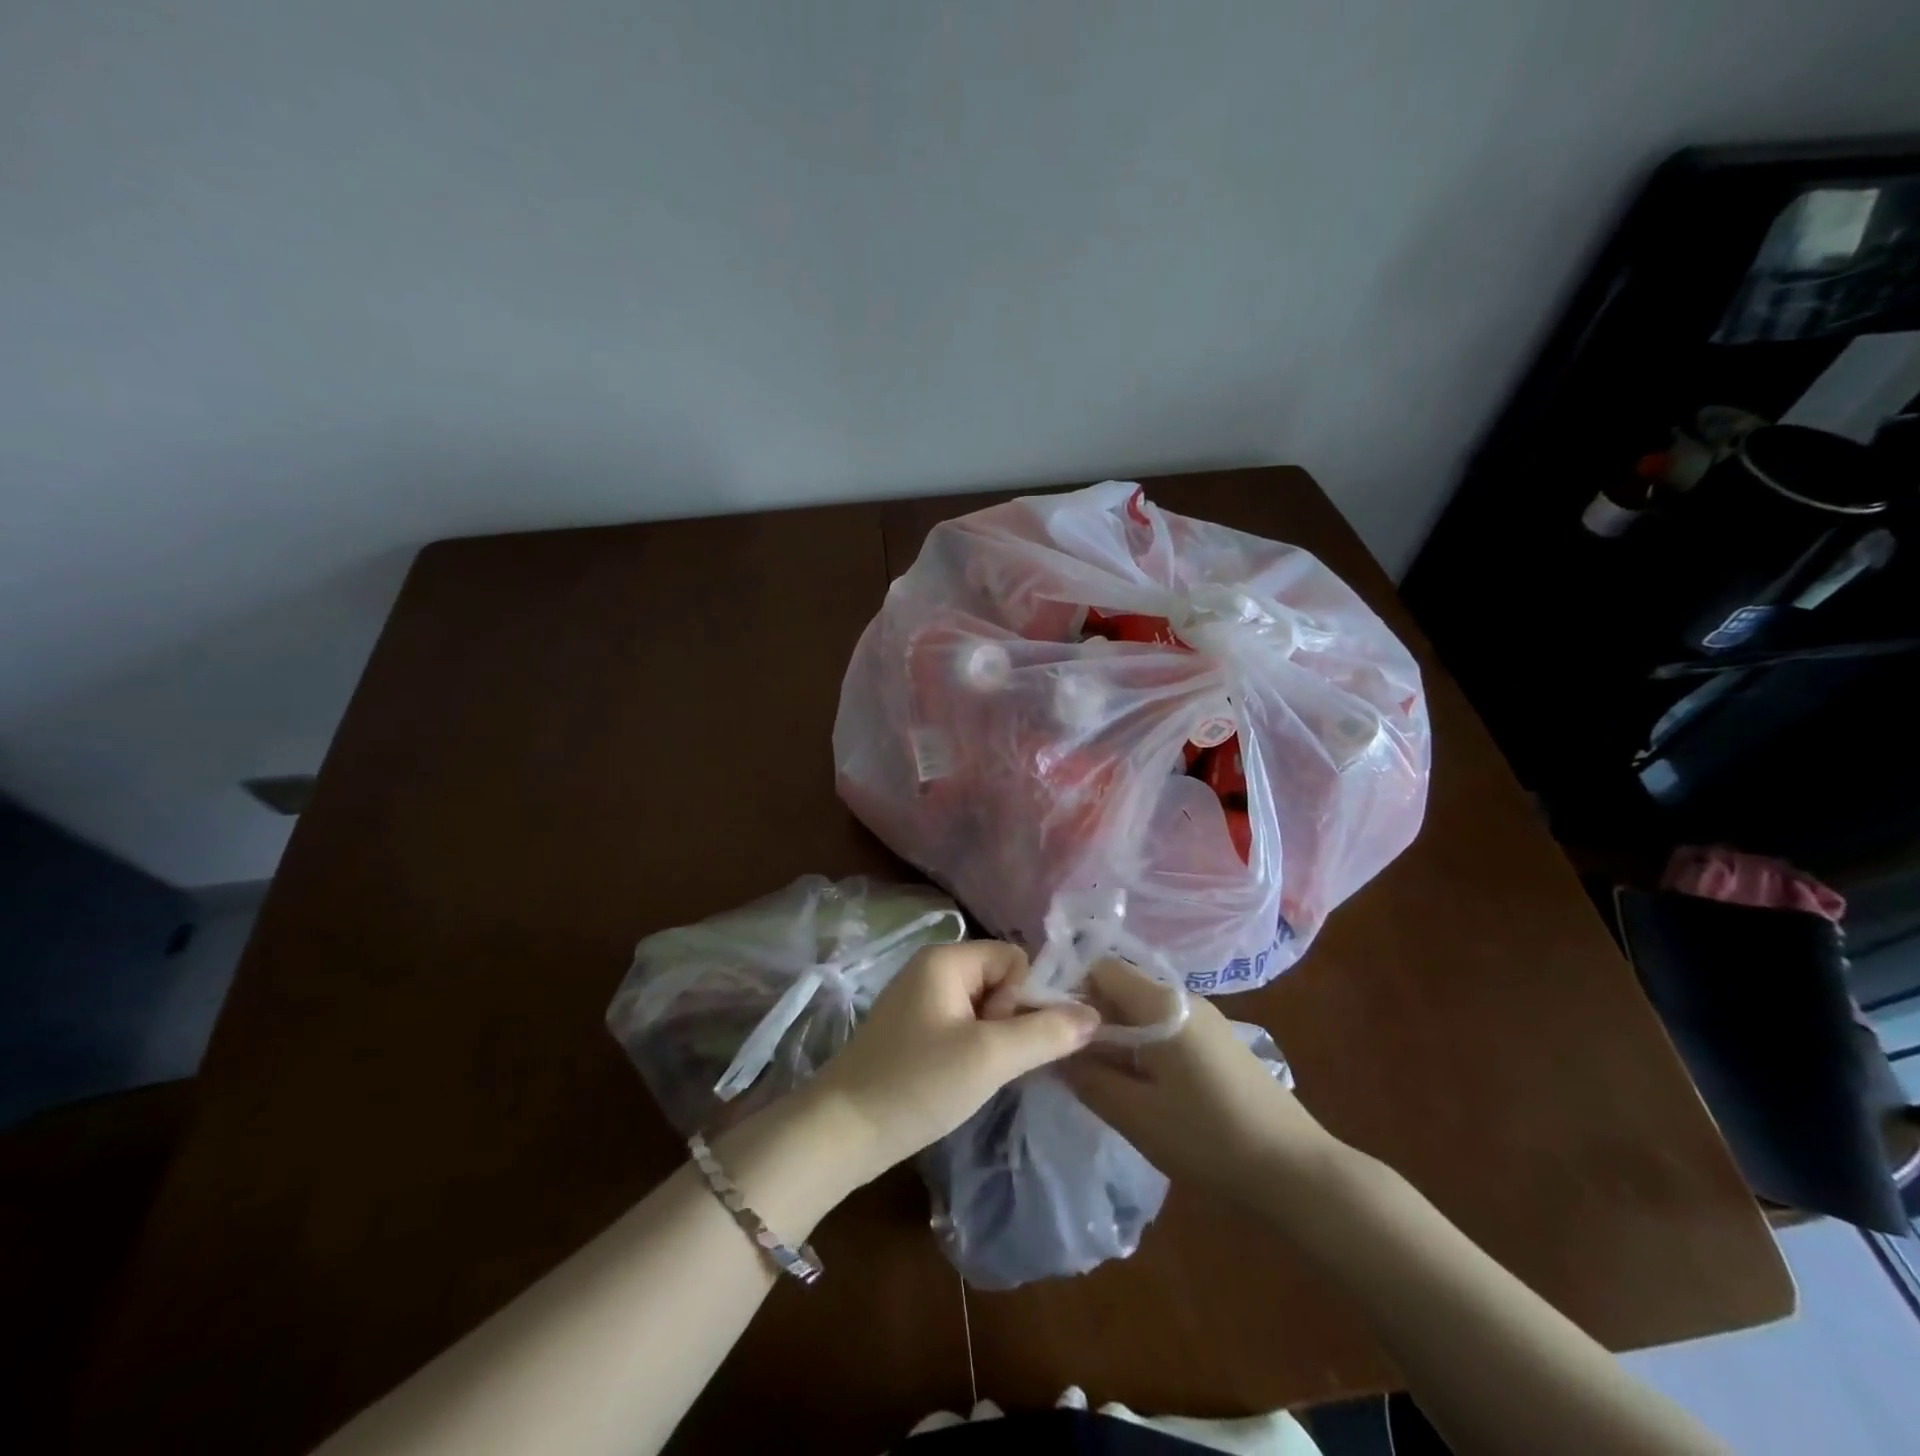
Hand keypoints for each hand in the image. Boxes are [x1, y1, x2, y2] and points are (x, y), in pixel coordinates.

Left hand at [803, 940, 1100, 1185]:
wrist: (841, 1133)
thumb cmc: (917, 1084)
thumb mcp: (989, 1058)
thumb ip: (1045, 1033)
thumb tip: (1094, 1014)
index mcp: (946, 959)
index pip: (1014, 958)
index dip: (1024, 997)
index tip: (1004, 1039)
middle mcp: (931, 969)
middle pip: (1000, 981)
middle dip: (1007, 1021)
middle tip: (986, 1061)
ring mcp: (918, 1000)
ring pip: (983, 1009)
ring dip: (991, 1041)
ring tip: (972, 1075)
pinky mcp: (912, 1031)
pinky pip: (961, 1027)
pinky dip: (971, 1051)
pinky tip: (957, 1081)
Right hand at [1063, 959, 1338, 1207]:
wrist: (1296, 1170)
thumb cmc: (1209, 1138)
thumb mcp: (1136, 1114)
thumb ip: (1087, 1077)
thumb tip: (1054, 1053)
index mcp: (1160, 1003)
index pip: (1100, 967)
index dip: (1069, 989)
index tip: (1051, 1027)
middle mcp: (1182, 996)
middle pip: (1120, 986)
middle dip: (1090, 1016)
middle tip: (1070, 1059)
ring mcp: (1204, 1017)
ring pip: (1141, 1008)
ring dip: (1116, 1033)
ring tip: (1101, 1076)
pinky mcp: (1216, 1040)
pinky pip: (1164, 1025)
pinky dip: (1141, 1044)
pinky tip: (1141, 1084)